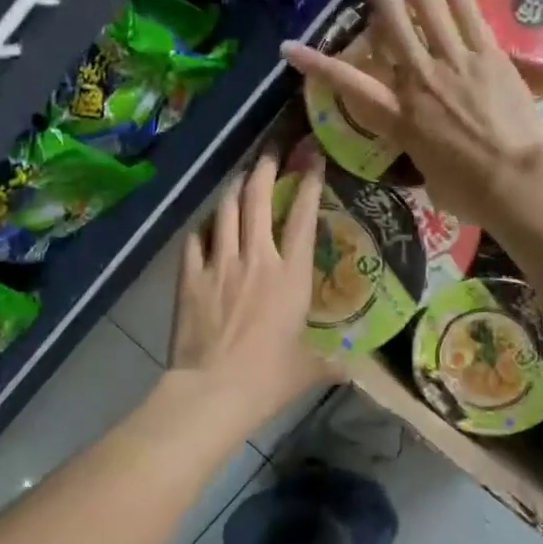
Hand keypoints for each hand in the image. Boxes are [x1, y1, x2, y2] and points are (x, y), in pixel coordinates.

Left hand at [168, 149, 334, 423]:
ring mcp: (219, 264)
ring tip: (241, 177)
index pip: (303, 217)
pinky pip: (195, 238)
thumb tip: (352, 370)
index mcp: (291, 276)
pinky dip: (204, 226)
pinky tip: (207, 223)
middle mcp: (256, 259)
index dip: (309, 183)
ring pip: (226, 210)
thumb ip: (330, 364)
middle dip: (266, 168)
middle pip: (259, 199)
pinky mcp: (189, 277)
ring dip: (235, 188)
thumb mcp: (308, 370)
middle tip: (271, 151)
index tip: (312, 158)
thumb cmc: (267, 379)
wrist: (212, 391)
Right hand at [281, 0, 542, 230]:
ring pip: (427, 11)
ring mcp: (454, 64)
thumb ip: (421, 155)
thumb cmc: (471, 194)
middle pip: (392, 29)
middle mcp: (419, 81)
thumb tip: (428, 152)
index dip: (315, 64)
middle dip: (380, 2)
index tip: (290, 47)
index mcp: (400, 118)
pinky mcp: (489, 56)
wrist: (517, 181)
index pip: (348, 84)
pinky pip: (468, 14)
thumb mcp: (430, 180)